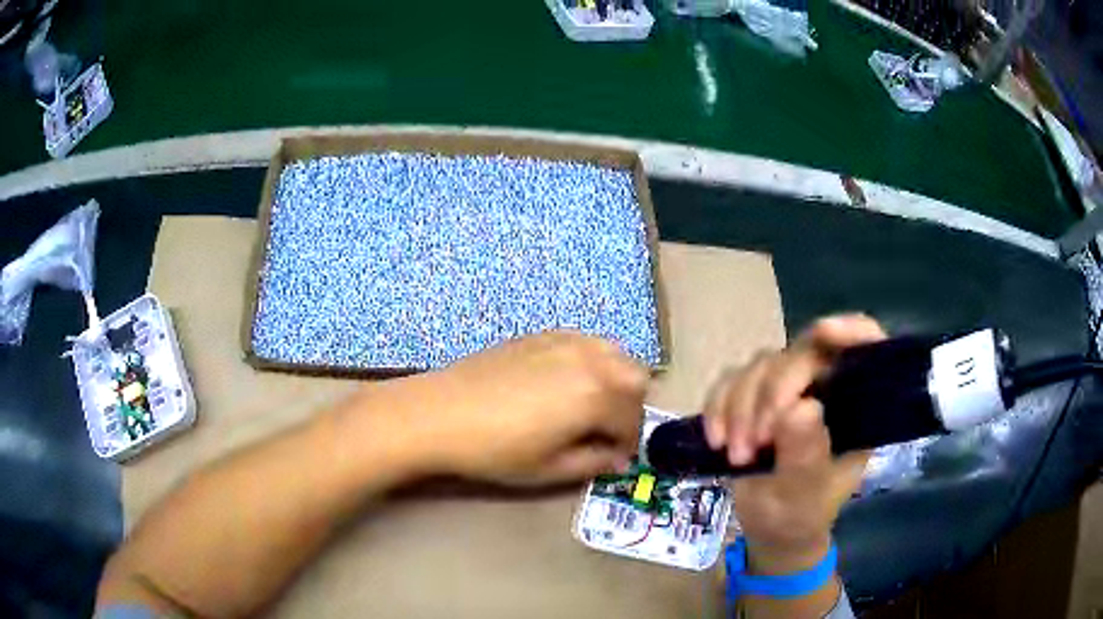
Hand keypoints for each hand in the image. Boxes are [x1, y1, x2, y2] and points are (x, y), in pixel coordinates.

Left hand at [388, 331, 647, 486]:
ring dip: (616, 380)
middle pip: (636, 378)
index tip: (615, 459)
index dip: (628, 445)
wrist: (440, 413)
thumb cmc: (496, 449)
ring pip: (615, 353)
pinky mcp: (542, 335)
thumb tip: (617, 459)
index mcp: (596, 395)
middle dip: (630, 407)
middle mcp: (590, 360)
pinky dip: (592, 361)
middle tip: (606, 431)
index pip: (633, 420)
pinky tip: (566, 382)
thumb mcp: (550, 469)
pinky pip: (586, 342)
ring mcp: (565, 341)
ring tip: (592, 405)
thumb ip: (594, 463)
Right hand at [702, 315, 885, 573]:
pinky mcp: (752, 398)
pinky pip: (729, 381)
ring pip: (759, 366)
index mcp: (855, 405)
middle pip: (798, 356)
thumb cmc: (801, 515)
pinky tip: (715, 440)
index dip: (850, 331)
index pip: (864, 350)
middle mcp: (824, 388)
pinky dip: (717, 407)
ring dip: (739, 408)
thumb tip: (801, 406)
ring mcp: (786, 391)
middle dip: (770, 396)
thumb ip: (806, 454)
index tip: (824, 333)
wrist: (769, 530)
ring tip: (736, 455)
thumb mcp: (806, 493)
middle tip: (754, 444)